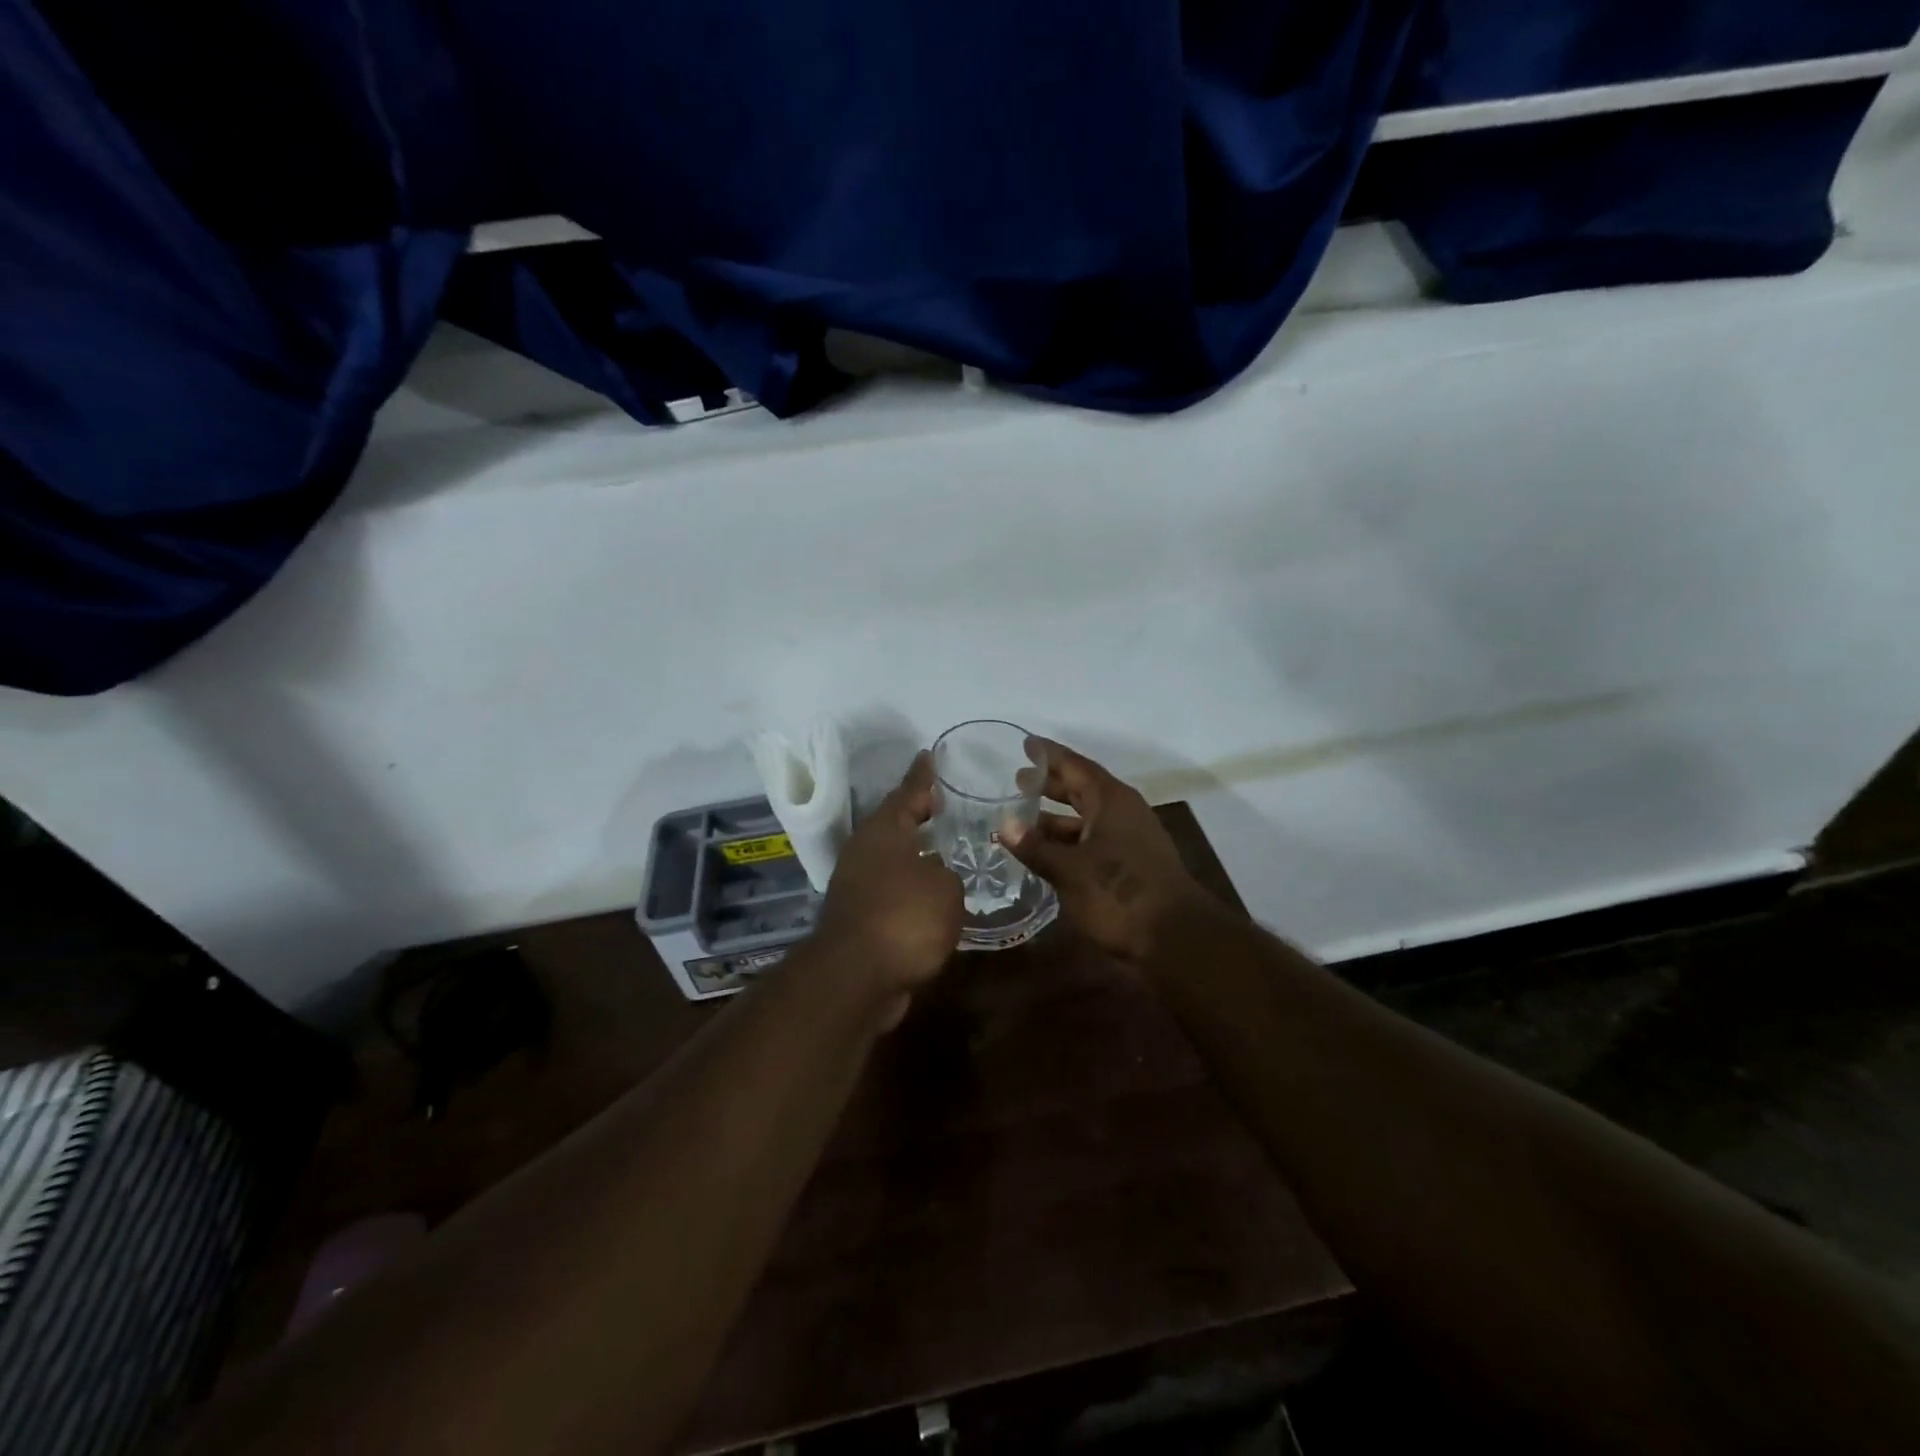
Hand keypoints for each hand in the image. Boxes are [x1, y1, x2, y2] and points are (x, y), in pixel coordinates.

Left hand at [814, 752, 962, 1027]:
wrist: (856, 977)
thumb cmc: (904, 918)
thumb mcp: (944, 887)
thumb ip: (947, 873)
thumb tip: (936, 876)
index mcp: (884, 831)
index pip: (908, 791)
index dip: (923, 775)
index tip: (930, 755)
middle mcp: (865, 851)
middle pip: (896, 823)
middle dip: (920, 814)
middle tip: (947, 803)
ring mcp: (857, 884)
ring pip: (893, 858)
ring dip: (916, 853)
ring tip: (948, 848)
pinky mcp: (859, 917)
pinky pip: (892, 889)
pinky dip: (911, 887)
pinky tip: (934, 894)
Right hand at [1004, 739, 1217, 966]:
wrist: (1175, 939)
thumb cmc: (1119, 894)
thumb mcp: (1069, 870)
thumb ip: (1036, 847)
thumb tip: (1005, 824)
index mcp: (1111, 800)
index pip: (1075, 766)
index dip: (1049, 755)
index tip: (1025, 744)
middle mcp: (1123, 812)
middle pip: (1082, 789)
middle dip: (1050, 785)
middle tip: (1018, 781)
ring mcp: (1131, 839)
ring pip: (1087, 818)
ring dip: (1057, 819)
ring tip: (1023, 821)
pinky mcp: (1132, 865)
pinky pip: (1094, 840)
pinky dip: (1069, 841)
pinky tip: (1049, 853)